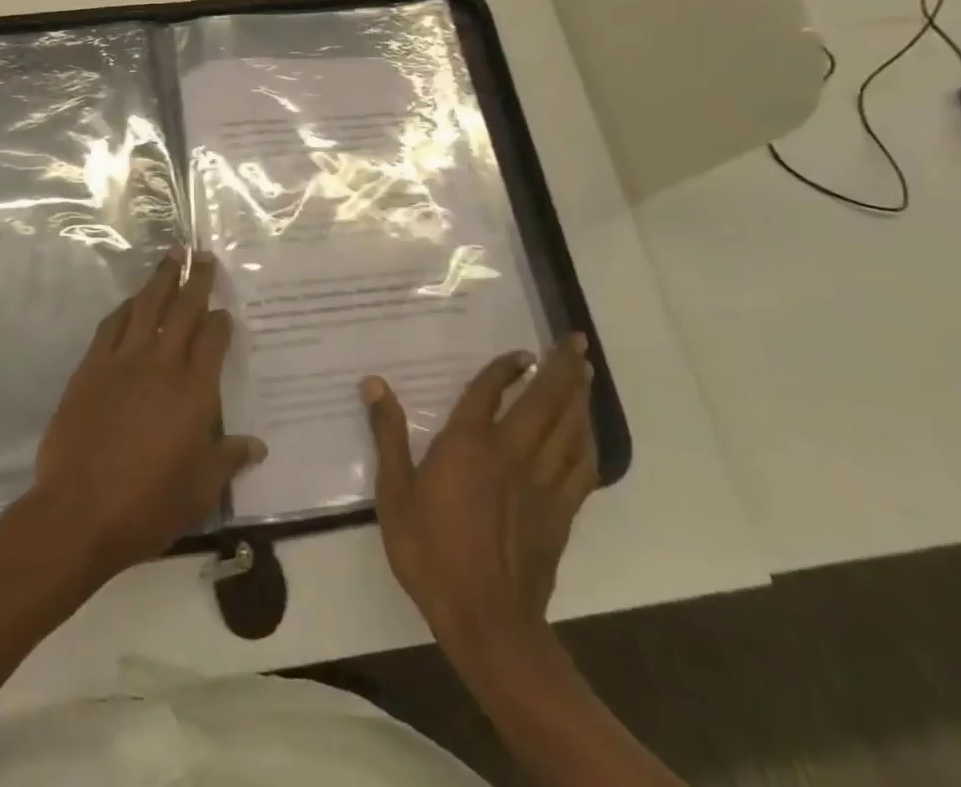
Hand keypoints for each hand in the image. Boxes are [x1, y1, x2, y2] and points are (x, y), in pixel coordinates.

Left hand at [32, 249, 265, 583]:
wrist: (79, 510)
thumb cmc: (147, 505)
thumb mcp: (199, 491)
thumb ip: (228, 460)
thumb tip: (258, 446)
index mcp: (195, 391)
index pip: (214, 340)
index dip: (221, 321)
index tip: (224, 310)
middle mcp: (162, 365)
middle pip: (183, 309)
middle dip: (196, 279)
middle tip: (203, 255)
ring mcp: (123, 361)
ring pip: (147, 306)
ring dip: (161, 278)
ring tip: (171, 256)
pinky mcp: (92, 367)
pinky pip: (112, 325)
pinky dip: (126, 307)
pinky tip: (132, 300)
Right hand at [363, 334, 597, 652]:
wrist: (486, 620)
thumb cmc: (431, 552)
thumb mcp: (394, 493)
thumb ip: (387, 435)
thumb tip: (373, 383)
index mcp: (468, 444)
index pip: (490, 391)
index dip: (505, 367)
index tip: (521, 351)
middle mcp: (511, 453)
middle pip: (544, 400)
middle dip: (562, 367)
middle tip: (576, 340)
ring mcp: (542, 482)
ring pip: (569, 427)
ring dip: (579, 395)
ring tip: (586, 370)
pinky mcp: (561, 511)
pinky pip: (582, 465)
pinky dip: (587, 440)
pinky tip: (587, 430)